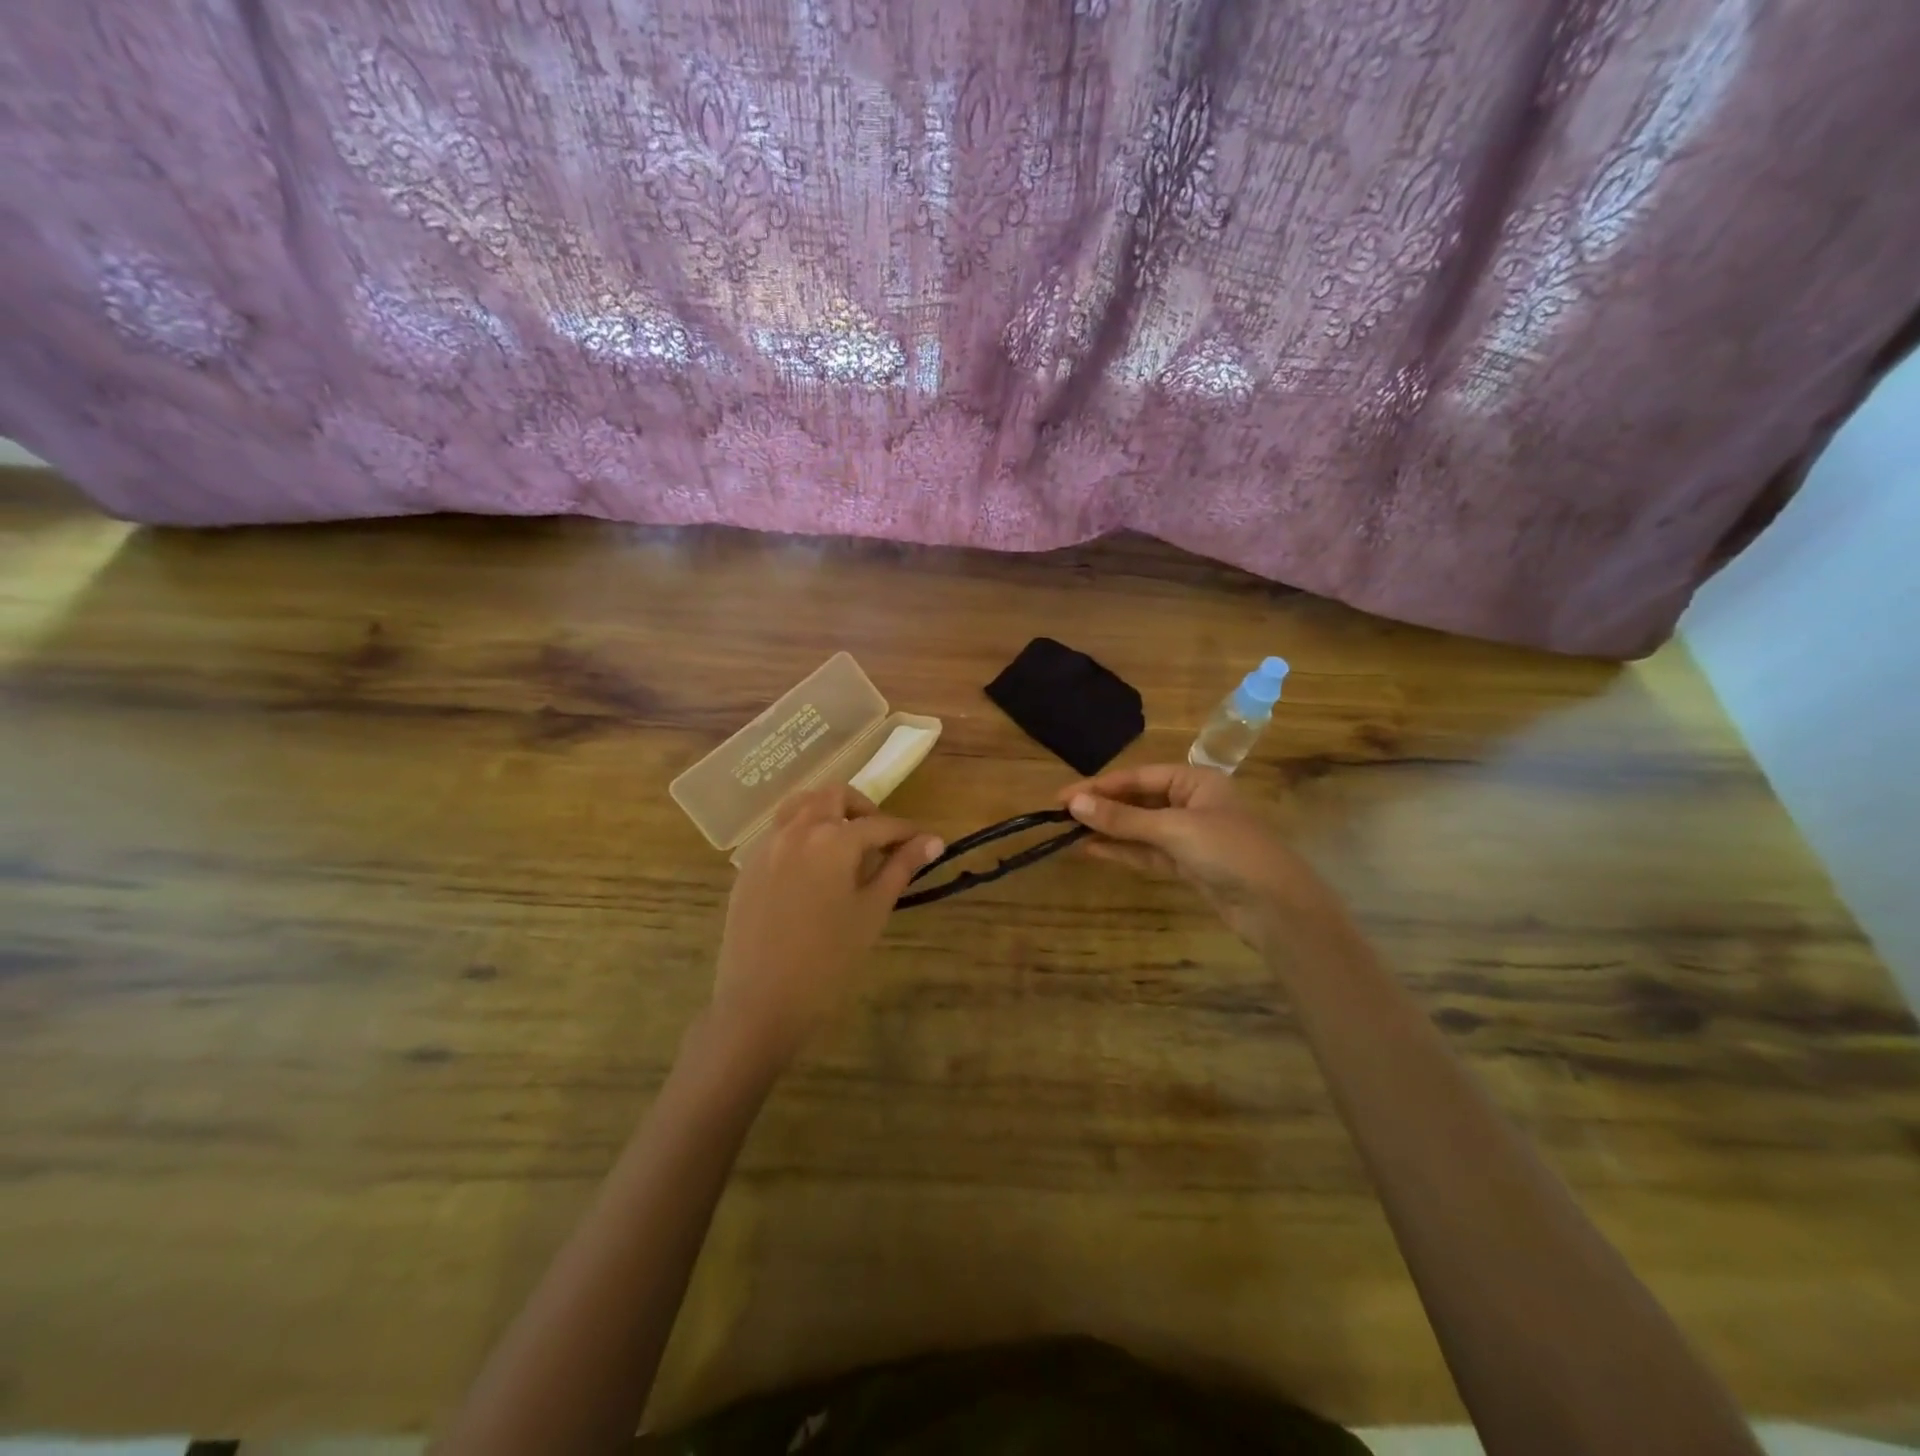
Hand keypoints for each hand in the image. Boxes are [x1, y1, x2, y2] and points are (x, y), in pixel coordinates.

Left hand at [711, 784, 942, 1062]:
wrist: (761, 1000)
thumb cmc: (828, 959)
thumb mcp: (872, 911)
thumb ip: (900, 868)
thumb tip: (933, 840)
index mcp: (833, 839)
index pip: (880, 824)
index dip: (906, 832)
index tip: (925, 843)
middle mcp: (797, 830)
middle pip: (834, 796)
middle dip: (863, 809)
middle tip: (879, 841)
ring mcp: (767, 846)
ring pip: (800, 805)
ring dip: (828, 812)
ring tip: (844, 845)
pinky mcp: (748, 866)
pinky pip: (779, 832)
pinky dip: (801, 833)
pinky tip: (812, 869)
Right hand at [1061, 763, 1343, 950]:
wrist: (1277, 907)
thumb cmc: (1229, 852)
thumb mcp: (1173, 829)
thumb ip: (1122, 819)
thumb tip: (1074, 804)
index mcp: (1196, 780)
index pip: (1138, 777)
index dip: (1099, 786)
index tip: (1062, 797)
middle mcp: (1192, 802)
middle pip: (1138, 800)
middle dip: (1102, 807)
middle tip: (1060, 815)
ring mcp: (1190, 836)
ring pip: (1140, 828)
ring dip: (1108, 830)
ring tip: (1068, 833)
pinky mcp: (1188, 865)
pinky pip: (1147, 852)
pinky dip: (1122, 851)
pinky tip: (1092, 850)